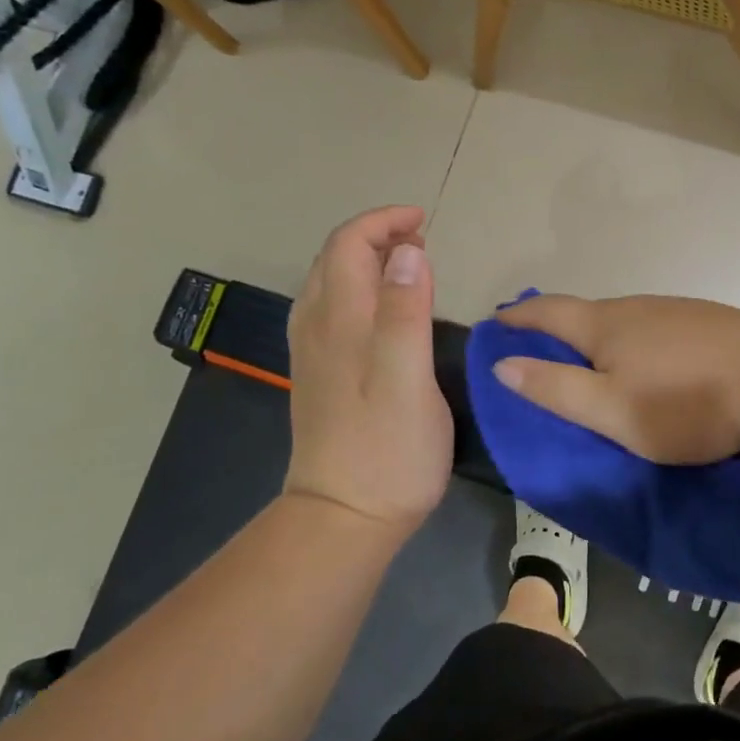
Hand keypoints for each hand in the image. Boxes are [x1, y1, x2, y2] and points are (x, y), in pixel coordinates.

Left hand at [284, 206, 452, 539]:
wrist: (344, 517)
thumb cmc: (388, 449)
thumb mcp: (407, 378)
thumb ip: (404, 312)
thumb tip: (407, 251)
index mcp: (341, 321)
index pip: (350, 244)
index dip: (385, 222)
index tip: (426, 224)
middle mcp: (318, 327)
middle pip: (335, 258)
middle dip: (376, 236)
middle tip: (423, 244)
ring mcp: (313, 352)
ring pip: (330, 283)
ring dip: (365, 259)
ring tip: (409, 267)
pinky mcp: (320, 375)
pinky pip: (331, 309)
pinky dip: (357, 288)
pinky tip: (381, 309)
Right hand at [490, 294, 739, 463]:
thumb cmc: (687, 402)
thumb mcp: (611, 410)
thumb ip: (555, 388)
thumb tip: (503, 363)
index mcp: (606, 324)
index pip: (548, 312)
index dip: (518, 317)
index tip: (496, 320)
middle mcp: (638, 306)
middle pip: (586, 311)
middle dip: (557, 324)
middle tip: (537, 342)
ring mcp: (678, 311)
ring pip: (625, 318)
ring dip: (598, 332)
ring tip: (590, 353)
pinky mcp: (709, 323)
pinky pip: (656, 328)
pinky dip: (635, 340)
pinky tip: (648, 357)